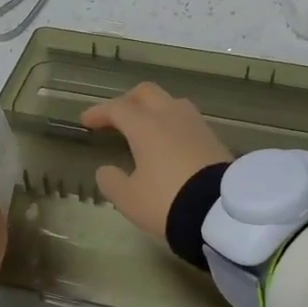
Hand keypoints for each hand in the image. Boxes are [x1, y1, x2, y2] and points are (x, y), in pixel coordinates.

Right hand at [80, 83, 230, 240]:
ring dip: (153, 109)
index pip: (117, 108)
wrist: (221, 213)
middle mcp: (171, 116)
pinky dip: (171, 124)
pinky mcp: (214, 139)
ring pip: (171, 102)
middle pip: (146, 93)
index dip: (99, 112)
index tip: (86, 121)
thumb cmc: (167, 201)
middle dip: (127, 100)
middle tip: (115, 117)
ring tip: (144, 127)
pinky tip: (169, 142)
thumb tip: (105, 170)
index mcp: (146, 126)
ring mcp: (196, 125)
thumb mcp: (129, 199)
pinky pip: (187, 120)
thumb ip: (111, 181)